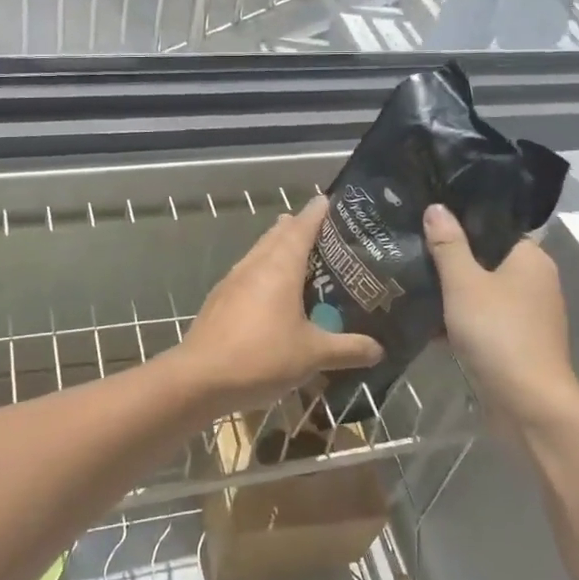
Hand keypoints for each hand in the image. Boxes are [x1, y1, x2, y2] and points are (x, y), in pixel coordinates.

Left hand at [173, 196, 382, 415]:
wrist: (200, 378)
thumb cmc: (261, 357)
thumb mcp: (312, 355)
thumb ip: (347, 349)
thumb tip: (379, 349)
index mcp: (279, 267)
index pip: (301, 227)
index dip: (316, 213)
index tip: (329, 201)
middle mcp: (255, 265)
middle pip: (277, 235)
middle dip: (297, 227)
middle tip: (322, 230)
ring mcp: (233, 281)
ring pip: (259, 253)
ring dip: (278, 248)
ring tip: (299, 256)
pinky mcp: (220, 300)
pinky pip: (248, 274)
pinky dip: (264, 272)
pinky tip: (271, 294)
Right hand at [423, 204, 578, 434]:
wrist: (527, 405)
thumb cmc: (498, 333)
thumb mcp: (464, 283)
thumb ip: (448, 245)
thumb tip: (436, 207)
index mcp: (530, 259)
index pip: (494, 227)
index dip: (461, 221)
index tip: (425, 218)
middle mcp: (533, 282)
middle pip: (484, 259)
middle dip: (448, 258)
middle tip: (409, 247)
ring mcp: (525, 315)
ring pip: (479, 292)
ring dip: (449, 291)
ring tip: (407, 279)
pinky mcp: (513, 343)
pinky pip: (480, 320)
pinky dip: (456, 320)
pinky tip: (422, 319)